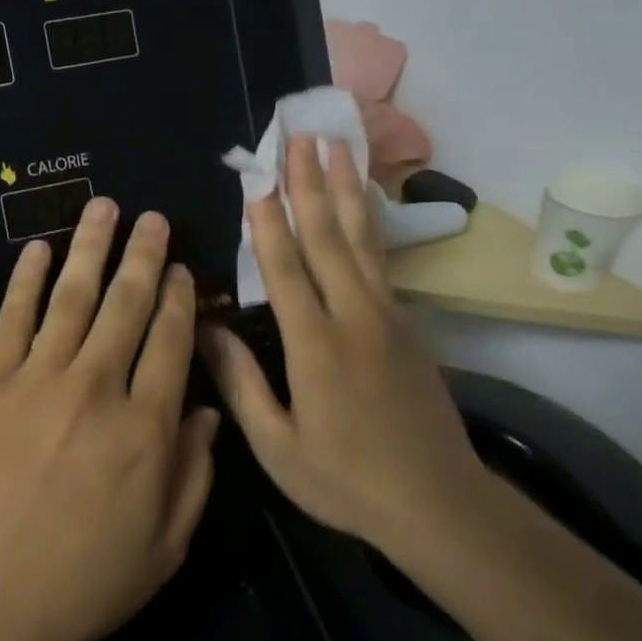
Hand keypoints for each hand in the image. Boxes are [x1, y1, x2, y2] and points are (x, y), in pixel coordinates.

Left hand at [0, 197, 218, 640]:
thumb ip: (195, 475)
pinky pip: (13, 318)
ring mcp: (40, 379)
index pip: (171, 342)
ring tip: (105, 207)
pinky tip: (39, 249)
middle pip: (127, 305)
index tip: (182, 270)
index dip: (179, 300)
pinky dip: (26, 280)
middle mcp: (98, 388)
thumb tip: (209, 411)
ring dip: (92, 248)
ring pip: (74, 297)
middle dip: (144, 256)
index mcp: (147, 428)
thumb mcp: (163, 548)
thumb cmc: (80, 585)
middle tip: (154, 218)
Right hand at [199, 136, 487, 555]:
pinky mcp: (407, 323)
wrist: (439, 503)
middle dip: (311, 185)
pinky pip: (381, 260)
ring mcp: (387, 316)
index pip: (286, 271)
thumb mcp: (277, 446)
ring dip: (346, 189)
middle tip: (300, 137)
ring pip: (362, 239)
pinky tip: (363, 202)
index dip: (269, 224)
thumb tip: (202, 329)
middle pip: (329, 238)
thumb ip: (240, 383)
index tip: (258, 180)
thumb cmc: (346, 480)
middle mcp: (354, 317)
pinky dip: (369, 222)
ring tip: (338, 147)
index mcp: (316, 346)